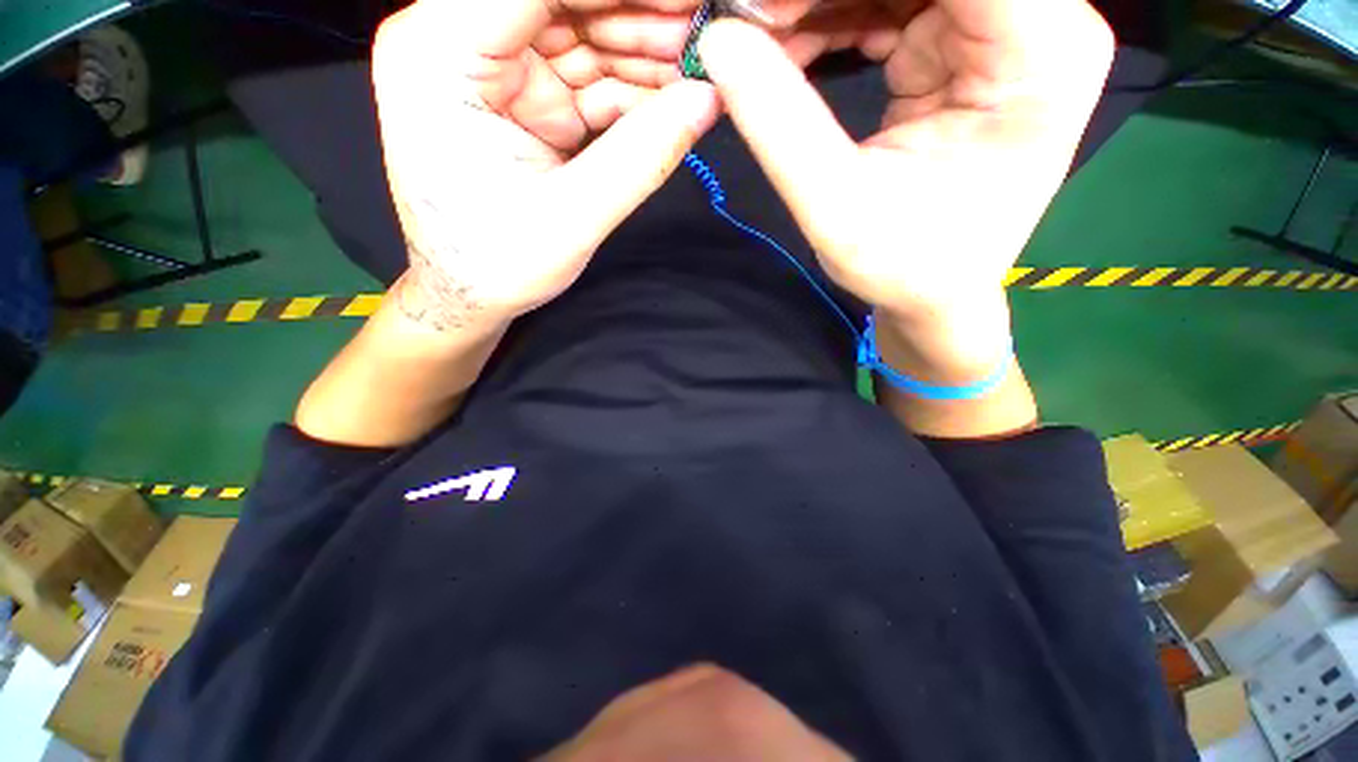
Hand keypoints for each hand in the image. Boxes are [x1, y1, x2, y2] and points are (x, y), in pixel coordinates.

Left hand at [372, 0, 719, 331]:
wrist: (468, 292)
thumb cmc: (496, 263)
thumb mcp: (572, 217)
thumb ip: (640, 158)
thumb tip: (706, 101)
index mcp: (441, 55)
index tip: (690, 0)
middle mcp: (459, 44)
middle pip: (564, 0)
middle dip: (641, 15)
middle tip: (706, 34)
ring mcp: (494, 69)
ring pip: (583, 33)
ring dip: (646, 50)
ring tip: (700, 65)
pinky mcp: (523, 97)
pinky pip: (587, 76)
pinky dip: (633, 88)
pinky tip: (673, 96)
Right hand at [699, 0, 1113, 329]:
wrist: (935, 292)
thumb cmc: (903, 266)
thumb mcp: (836, 208)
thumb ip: (781, 124)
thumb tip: (718, 41)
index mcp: (1040, 53)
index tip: (761, 8)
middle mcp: (1041, 20)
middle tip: (751, 20)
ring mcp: (1005, 25)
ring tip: (760, 36)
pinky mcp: (965, 41)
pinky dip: (832, 13)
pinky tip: (789, 48)